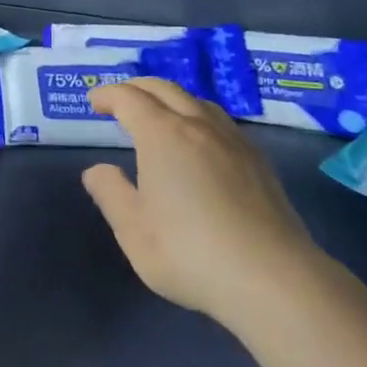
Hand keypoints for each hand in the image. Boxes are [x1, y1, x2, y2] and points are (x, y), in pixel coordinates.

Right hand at [82, 78, 319, 325]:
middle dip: (137, 88)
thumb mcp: (133, 230)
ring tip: (159, 115)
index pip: (130, 99)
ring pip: (197, 101)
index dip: (108, 95)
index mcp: (162, 135)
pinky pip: (220, 121)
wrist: (272, 278)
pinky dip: (197, 116)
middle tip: (119, 100)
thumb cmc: (190, 253)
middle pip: (165, 89)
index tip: (94, 101)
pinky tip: (199, 142)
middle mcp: (198, 126)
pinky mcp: (258, 161)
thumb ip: (111, 193)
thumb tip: (97, 170)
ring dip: (170, 98)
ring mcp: (233, 141)